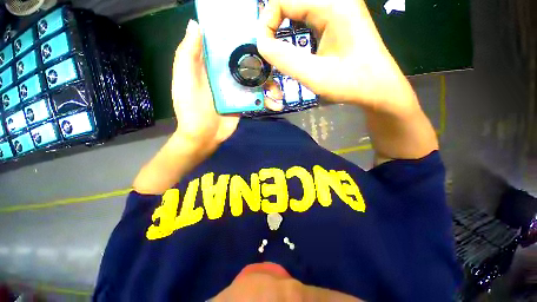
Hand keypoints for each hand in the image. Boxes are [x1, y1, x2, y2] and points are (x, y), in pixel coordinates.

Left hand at [171, 20, 283, 150]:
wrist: (204, 136)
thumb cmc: (192, 108)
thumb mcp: (185, 80)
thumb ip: (188, 54)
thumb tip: (196, 24)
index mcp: (212, 64)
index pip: (229, 44)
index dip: (242, 36)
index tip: (259, 32)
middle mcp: (227, 73)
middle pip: (248, 62)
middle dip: (264, 64)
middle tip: (277, 65)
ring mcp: (238, 89)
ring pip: (257, 80)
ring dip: (271, 85)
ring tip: (278, 94)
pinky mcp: (245, 102)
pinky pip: (259, 97)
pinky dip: (269, 100)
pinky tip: (277, 105)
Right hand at [257, 0, 416, 113]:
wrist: (377, 89)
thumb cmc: (351, 84)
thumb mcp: (315, 75)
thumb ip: (285, 59)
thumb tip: (261, 44)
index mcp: (332, 4)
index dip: (266, 22)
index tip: (263, 49)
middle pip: (290, 1)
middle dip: (273, 23)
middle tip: (268, 49)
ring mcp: (338, 7)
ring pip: (298, 8)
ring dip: (282, 25)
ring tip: (277, 48)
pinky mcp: (338, 18)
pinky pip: (307, 16)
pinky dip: (294, 29)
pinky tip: (293, 44)